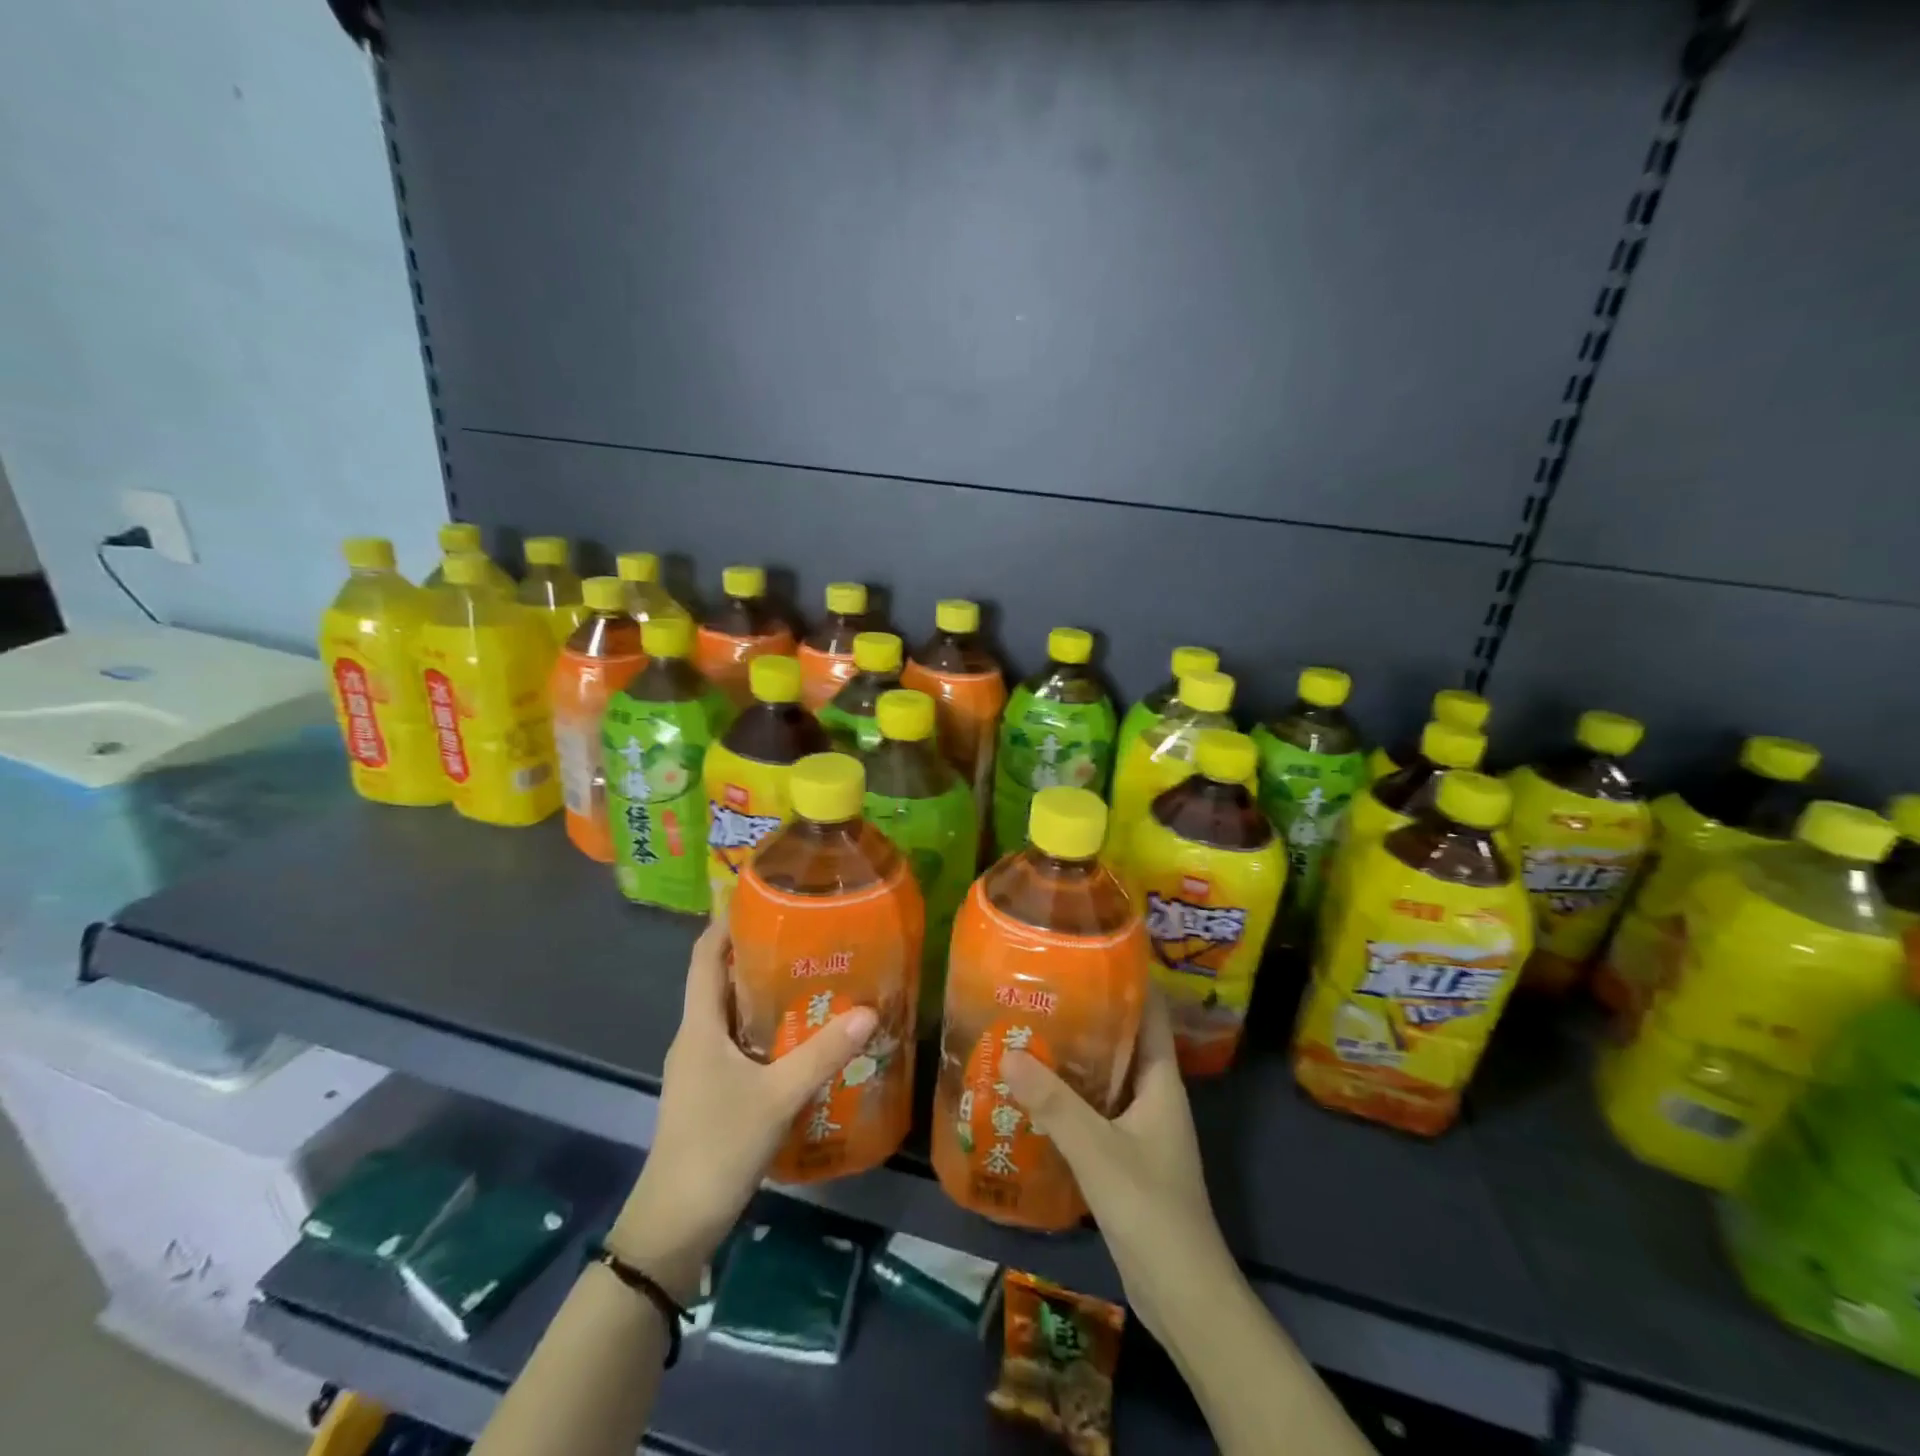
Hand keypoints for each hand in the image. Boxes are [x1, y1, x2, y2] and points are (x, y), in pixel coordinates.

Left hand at [611, 920, 876, 1300]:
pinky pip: (738, 1043)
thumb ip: (822, 1053)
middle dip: (756, 953)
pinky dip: (764, 1028)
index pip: (704, 956)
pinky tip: (800, 1035)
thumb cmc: (716, 1147)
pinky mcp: (710, 1092)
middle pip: (720, 980)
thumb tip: (868, 1010)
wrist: (674, 1225)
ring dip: (762, 992)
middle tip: (804, 934)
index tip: (760, 896)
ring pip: (731, 1014)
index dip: (725, 923)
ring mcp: (700, 1067)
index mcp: (698, 1026)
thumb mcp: (777, 1096)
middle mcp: (695, 1038)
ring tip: (810, 976)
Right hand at [1000, 990, 1233, 1340]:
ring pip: (1105, 1079)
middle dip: (1086, 1017)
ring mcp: (1141, 1129)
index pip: (1150, 1013)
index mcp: (1160, 1082)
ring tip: (1027, 1032)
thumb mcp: (1098, 1150)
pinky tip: (1033, 1094)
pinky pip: (1095, 1112)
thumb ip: (1053, 1103)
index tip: (1087, 953)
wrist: (1182, 1295)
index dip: (1127, 980)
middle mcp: (1153, 1097)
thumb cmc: (1151, 1209)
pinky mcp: (1126, 1158)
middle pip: (1122, 1041)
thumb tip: (1008, 1052)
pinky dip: (1069, 1098)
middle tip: (1040, 992)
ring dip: (1073, 1059)